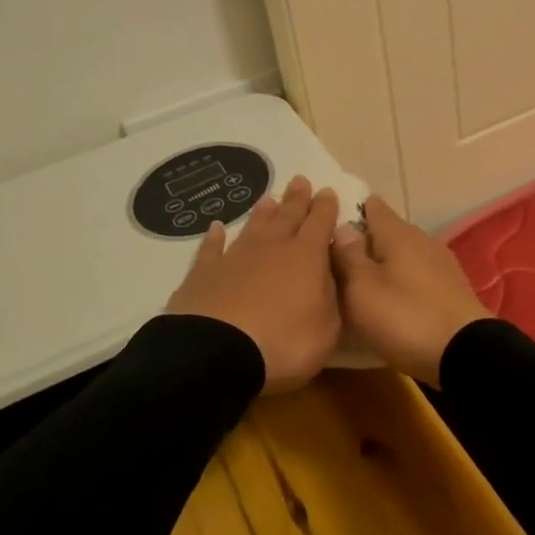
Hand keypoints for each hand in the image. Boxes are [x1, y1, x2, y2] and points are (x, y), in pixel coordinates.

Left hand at [166, 177, 342, 392]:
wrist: (217, 353)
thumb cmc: (284, 344)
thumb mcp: (327, 328)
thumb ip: (331, 297)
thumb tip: (329, 275)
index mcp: (306, 257)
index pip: (320, 224)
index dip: (325, 207)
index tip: (327, 191)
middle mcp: (272, 248)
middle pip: (287, 217)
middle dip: (296, 199)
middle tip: (300, 180)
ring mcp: (235, 258)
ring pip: (253, 227)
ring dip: (262, 213)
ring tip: (268, 199)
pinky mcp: (203, 274)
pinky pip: (210, 249)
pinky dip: (214, 238)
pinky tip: (215, 228)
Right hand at [329, 195, 492, 386]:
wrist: (466, 353)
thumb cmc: (405, 316)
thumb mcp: (362, 289)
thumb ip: (348, 256)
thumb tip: (342, 227)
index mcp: (399, 234)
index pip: (373, 208)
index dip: (352, 209)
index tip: (331, 219)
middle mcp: (423, 241)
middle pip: (389, 232)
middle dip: (366, 241)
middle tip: (337, 258)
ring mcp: (441, 265)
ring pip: (404, 255)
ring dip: (384, 264)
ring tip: (360, 282)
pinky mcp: (451, 290)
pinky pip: (418, 276)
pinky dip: (402, 282)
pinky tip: (391, 299)